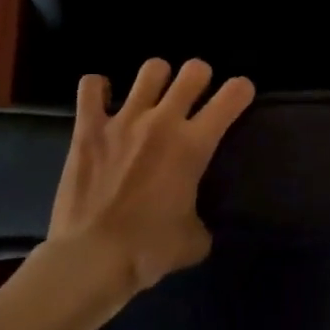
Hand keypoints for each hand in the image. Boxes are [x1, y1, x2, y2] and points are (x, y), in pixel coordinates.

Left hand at [46, 57, 253, 298]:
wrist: (89, 259)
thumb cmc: (146, 252)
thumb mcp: (192, 243)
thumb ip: (201, 223)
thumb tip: (197, 224)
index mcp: (193, 145)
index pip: (233, 96)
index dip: (241, 90)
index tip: (239, 96)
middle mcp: (163, 121)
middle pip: (193, 70)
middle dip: (199, 77)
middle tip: (194, 95)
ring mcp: (123, 120)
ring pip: (151, 69)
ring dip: (157, 78)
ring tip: (152, 95)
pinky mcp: (88, 128)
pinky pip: (91, 87)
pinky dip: (98, 88)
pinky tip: (102, 99)